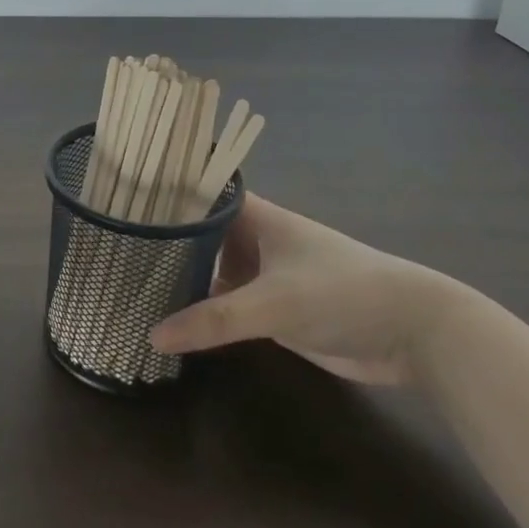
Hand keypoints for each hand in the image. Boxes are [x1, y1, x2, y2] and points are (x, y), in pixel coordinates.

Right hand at [149, 193, 464, 384]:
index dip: (164, 195)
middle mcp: (255, 238)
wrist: (414, 332)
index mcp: (256, 216)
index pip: (199, 193)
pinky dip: (205, 311)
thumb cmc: (342, 292)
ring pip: (213, 270)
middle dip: (165, 243)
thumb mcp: (274, 304)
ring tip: (130, 284)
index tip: (122, 203)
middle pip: (201, 234)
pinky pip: (228, 304)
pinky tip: (172, 321)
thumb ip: (214, 320)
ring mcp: (264, 274)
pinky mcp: (274, 309)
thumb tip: (153, 334)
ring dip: (183, 279)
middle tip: (114, 252)